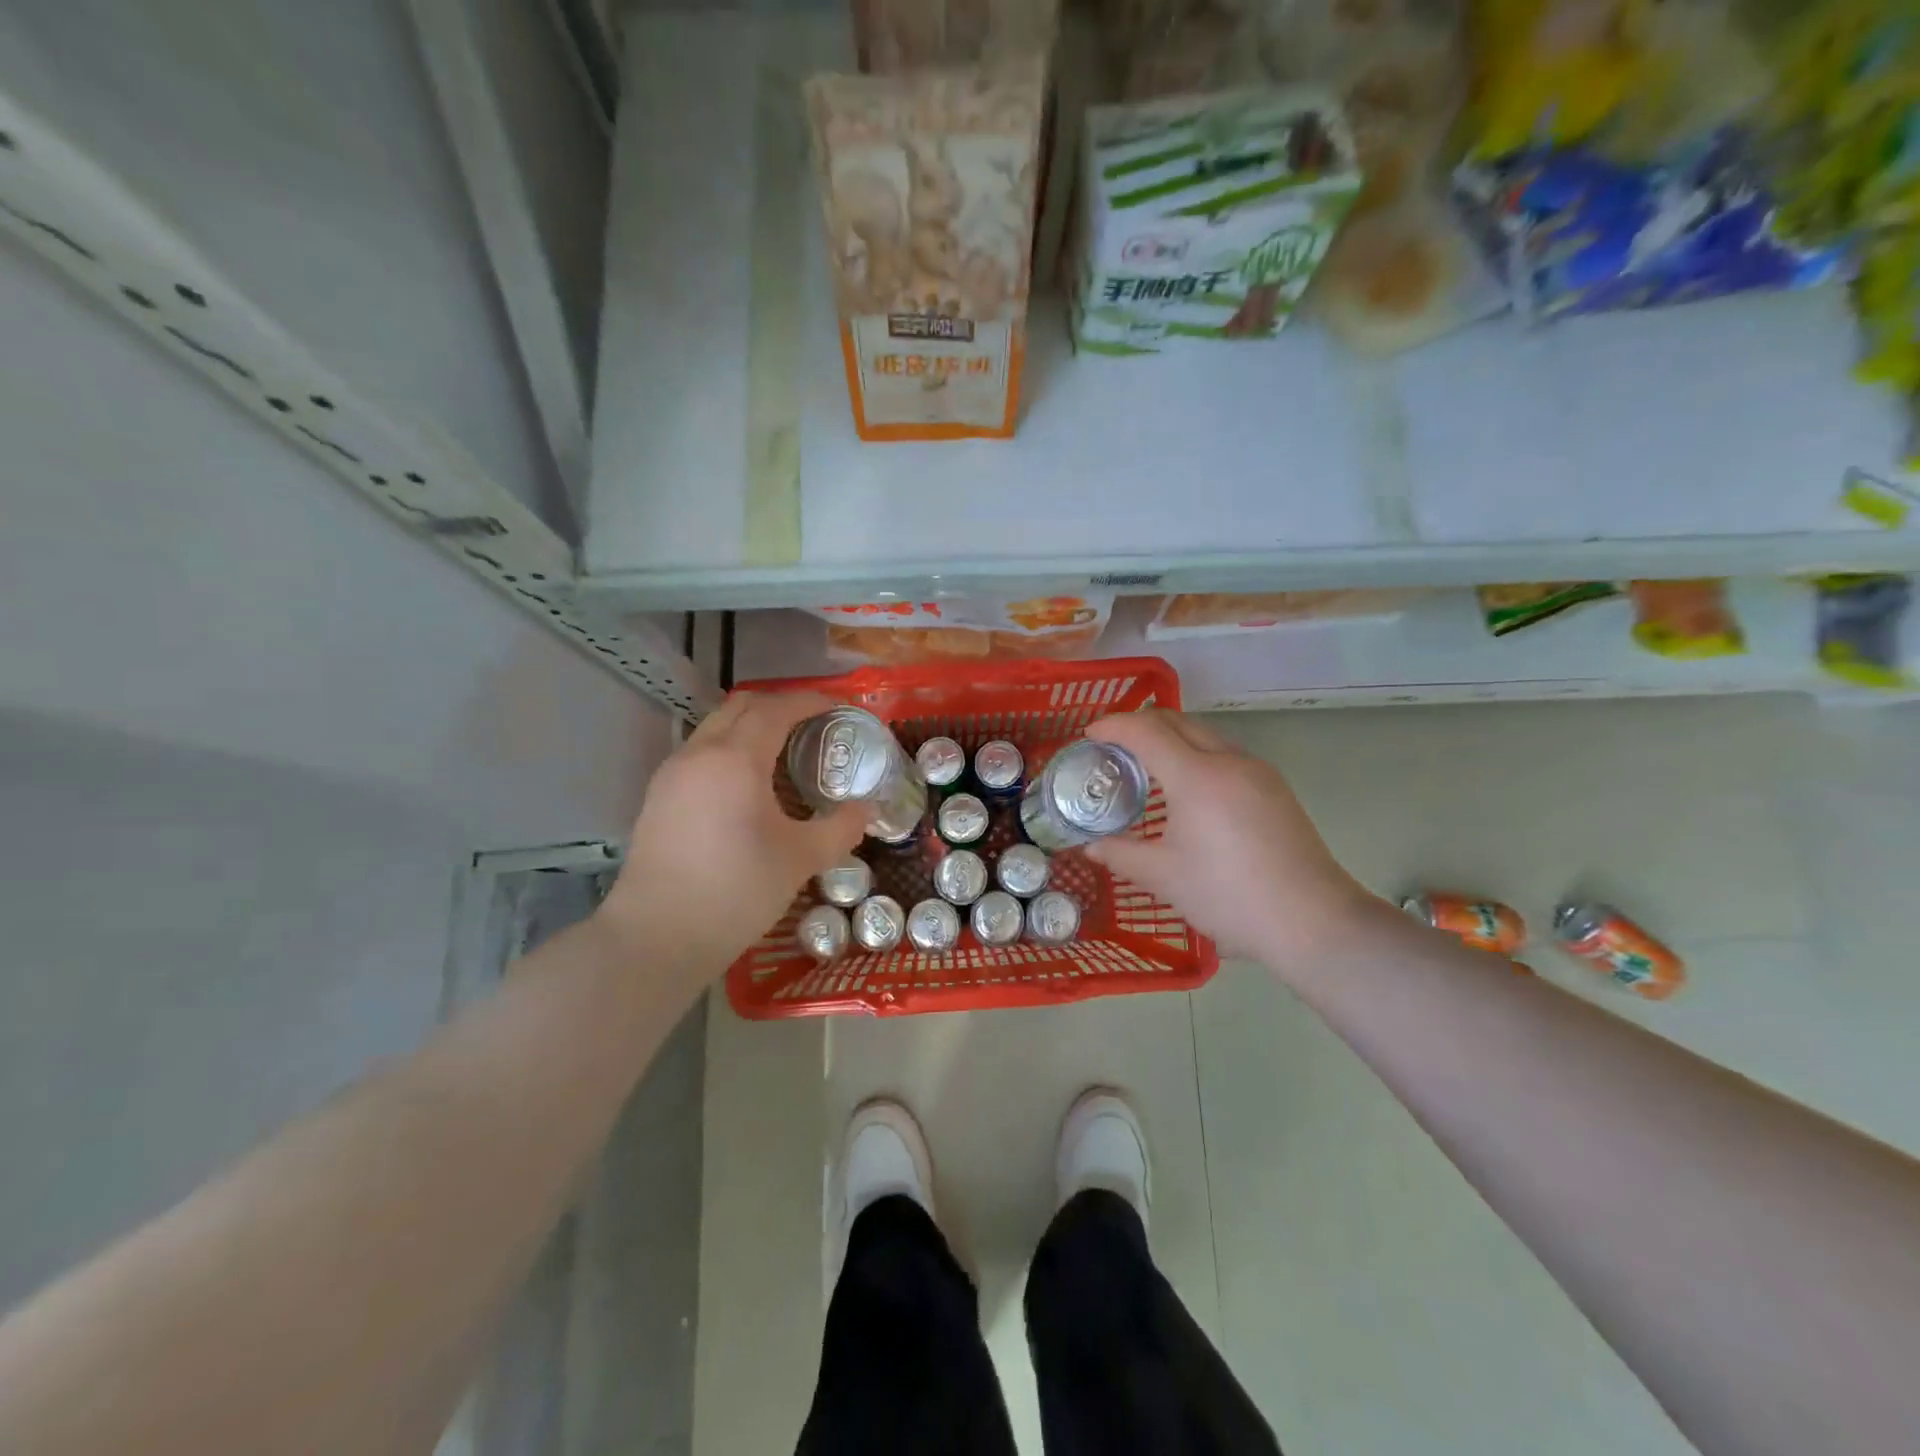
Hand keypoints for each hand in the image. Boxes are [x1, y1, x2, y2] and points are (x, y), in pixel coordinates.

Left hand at [600, 692, 864, 982]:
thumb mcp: (801, 859)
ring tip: (784, 751)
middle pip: (742, 706)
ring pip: (716, 727)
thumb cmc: (737, 891)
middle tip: (815, 724)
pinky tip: (748, 783)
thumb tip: (866, 809)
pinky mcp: (659, 797)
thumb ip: (841, 828)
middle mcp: (700, 753)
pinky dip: (730, 748)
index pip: (777, 709)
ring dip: (752, 725)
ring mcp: (673, 773)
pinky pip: (701, 752)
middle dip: (781, 705)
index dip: (811, 701)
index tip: (840, 707)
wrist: (658, 936)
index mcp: (736, 758)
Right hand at [1084, 710, 1382, 972]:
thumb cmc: (1229, 896)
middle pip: (1177, 721)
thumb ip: (1120, 855)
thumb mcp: (1164, 877)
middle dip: (1140, 724)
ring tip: (1146, 765)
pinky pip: (1225, 753)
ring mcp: (1257, 771)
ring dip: (1171, 737)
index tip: (1090, 735)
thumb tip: (1091, 847)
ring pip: (1205, 734)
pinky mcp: (1275, 787)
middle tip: (1112, 746)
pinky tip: (1187, 788)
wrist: (1312, 921)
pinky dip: (1195, 754)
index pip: (1146, 731)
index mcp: (1196, 777)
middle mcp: (1228, 761)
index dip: (1114, 726)